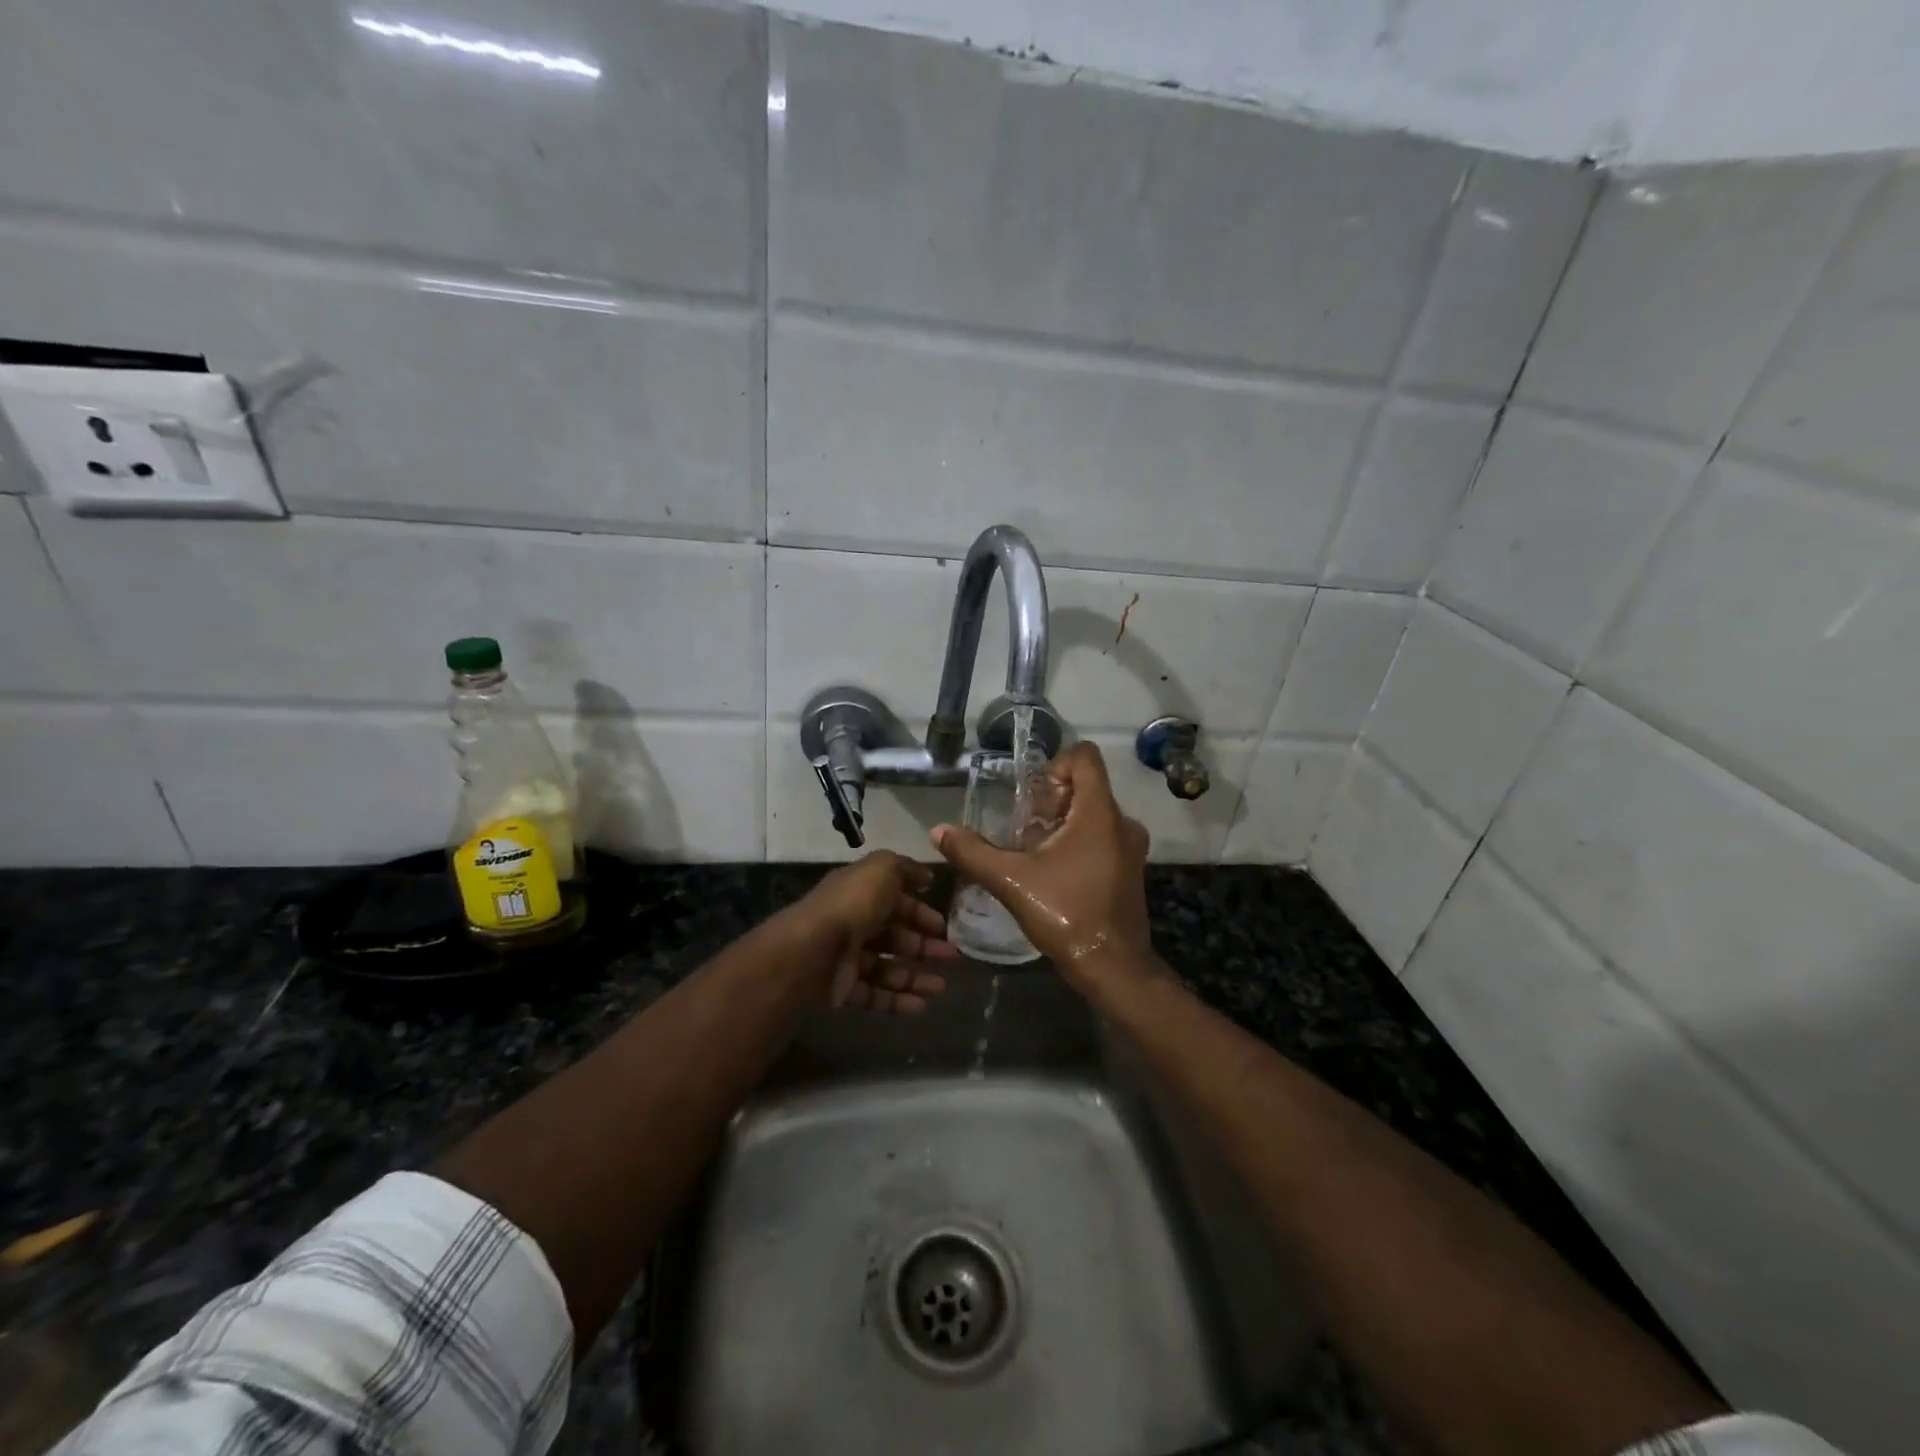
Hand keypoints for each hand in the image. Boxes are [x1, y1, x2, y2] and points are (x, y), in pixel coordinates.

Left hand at [796, 851, 957, 1012]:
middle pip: (893, 936)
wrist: (810, 951)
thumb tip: (925, 876)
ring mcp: (845, 959)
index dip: (920, 912)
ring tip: (941, 988)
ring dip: (915, 977)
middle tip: (952, 957)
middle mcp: (852, 924)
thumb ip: (905, 868)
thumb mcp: (881, 870)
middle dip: (924, 946)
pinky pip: (874, 995)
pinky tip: (921, 1006)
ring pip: (886, 968)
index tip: (944, 926)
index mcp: (859, 893)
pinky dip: (898, 1000)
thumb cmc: (851, 905)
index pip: (894, 901)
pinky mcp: (840, 990)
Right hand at [931, 743, 1155, 992]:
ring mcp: (1131, 847)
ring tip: (1033, 850)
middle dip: (1052, 799)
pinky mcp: (1130, 869)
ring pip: (1094, 814)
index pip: (1085, 757)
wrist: (1113, 966)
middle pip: (1087, 786)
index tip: (1032, 795)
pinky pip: (1103, 837)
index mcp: (1099, 813)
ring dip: (1063, 823)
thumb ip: (973, 852)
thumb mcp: (1011, 880)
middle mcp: (1122, 822)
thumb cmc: (1066, 913)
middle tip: (1024, 826)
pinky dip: (1079, 842)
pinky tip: (1054, 872)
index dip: (1055, 764)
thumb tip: (938, 832)